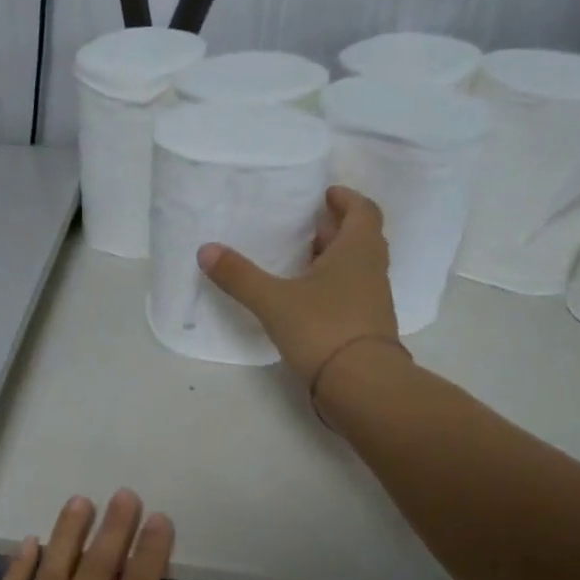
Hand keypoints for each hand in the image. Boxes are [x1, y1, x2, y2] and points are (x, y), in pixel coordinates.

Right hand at [197, 185, 399, 386]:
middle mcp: (371, 269)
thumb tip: (206, 250)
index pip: (363, 211)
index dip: (346, 199)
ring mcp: (373, 300)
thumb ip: (240, 276)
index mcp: (358, 250)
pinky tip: (305, 298)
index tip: (325, 194)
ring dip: (333, 258)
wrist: (362, 385)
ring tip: (299, 259)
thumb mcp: (273, 300)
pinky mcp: (367, 327)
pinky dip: (332, 286)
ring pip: (356, 267)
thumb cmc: (323, 329)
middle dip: (334, 228)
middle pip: (359, 237)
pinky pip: (351, 293)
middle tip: (304, 225)